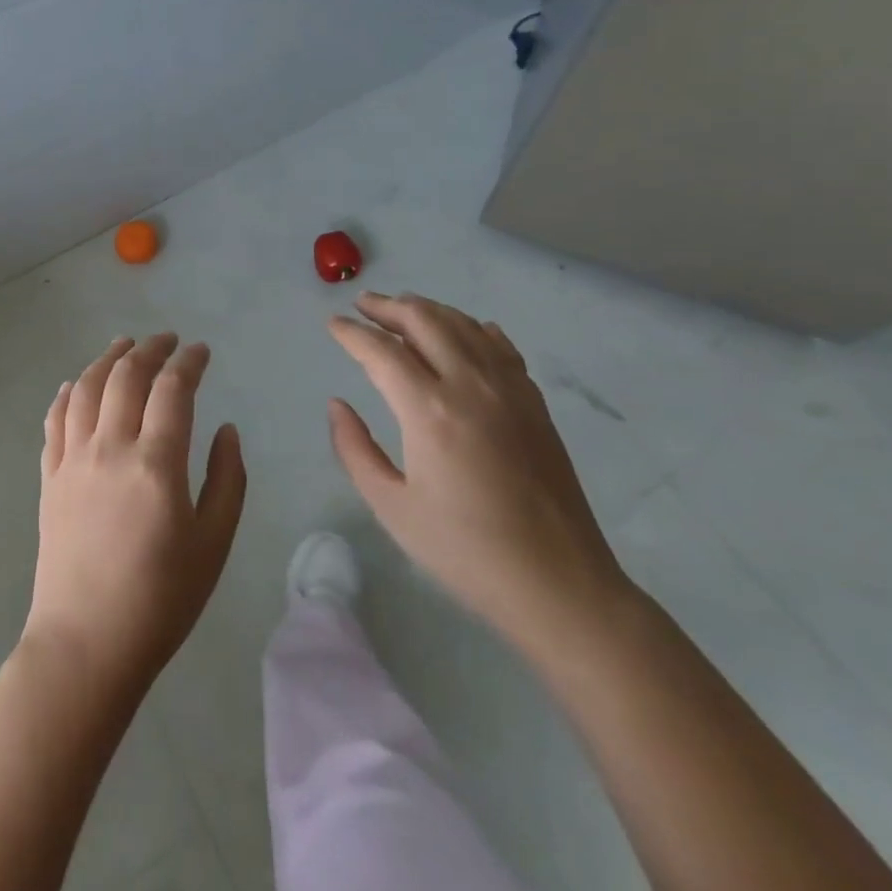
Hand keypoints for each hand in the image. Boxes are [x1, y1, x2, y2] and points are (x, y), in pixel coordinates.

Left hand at [23, 335, 246, 694]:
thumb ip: (226, 480)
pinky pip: (54, 421)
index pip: (172, 389)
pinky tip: (73, 385)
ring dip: (106, 359)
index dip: (188, 362)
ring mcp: (73, 460)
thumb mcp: (213, 544)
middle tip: (167, 340)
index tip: (201, 351)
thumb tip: (226, 430)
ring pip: (85, 388)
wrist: (86, 645)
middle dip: (149, 349)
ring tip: (123, 345)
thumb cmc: (160, 600)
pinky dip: (66, 394)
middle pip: (126, 376)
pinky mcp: (50, 478)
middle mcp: (110, 448)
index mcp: (155, 462)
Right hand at [327, 292, 632, 653]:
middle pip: (424, 321)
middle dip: (388, 307)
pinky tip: (464, 331)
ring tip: (402, 309)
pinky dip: (473, 328)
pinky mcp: (535, 402)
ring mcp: (509, 389)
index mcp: (429, 411)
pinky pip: (500, 346)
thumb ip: (355, 450)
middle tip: (363, 305)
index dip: (352, 333)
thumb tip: (337, 405)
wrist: (559, 585)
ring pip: (462, 325)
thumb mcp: (392, 508)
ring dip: (427, 310)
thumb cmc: (465, 552)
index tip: (333, 323)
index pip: (381, 351)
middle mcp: (469, 385)